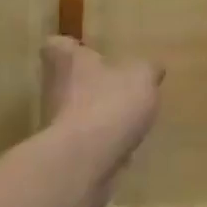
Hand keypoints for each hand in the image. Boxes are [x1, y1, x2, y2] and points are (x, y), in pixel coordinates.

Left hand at [41, 36, 161, 178]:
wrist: (85, 162)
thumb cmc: (109, 104)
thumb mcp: (141, 77)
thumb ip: (147, 69)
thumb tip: (152, 68)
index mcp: (66, 61)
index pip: (56, 45)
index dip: (71, 47)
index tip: (87, 51)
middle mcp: (54, 89)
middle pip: (66, 81)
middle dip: (90, 84)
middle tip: (118, 86)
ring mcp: (56, 125)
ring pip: (76, 113)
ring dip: (97, 116)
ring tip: (127, 119)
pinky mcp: (64, 155)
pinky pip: (86, 144)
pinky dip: (103, 145)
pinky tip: (125, 148)